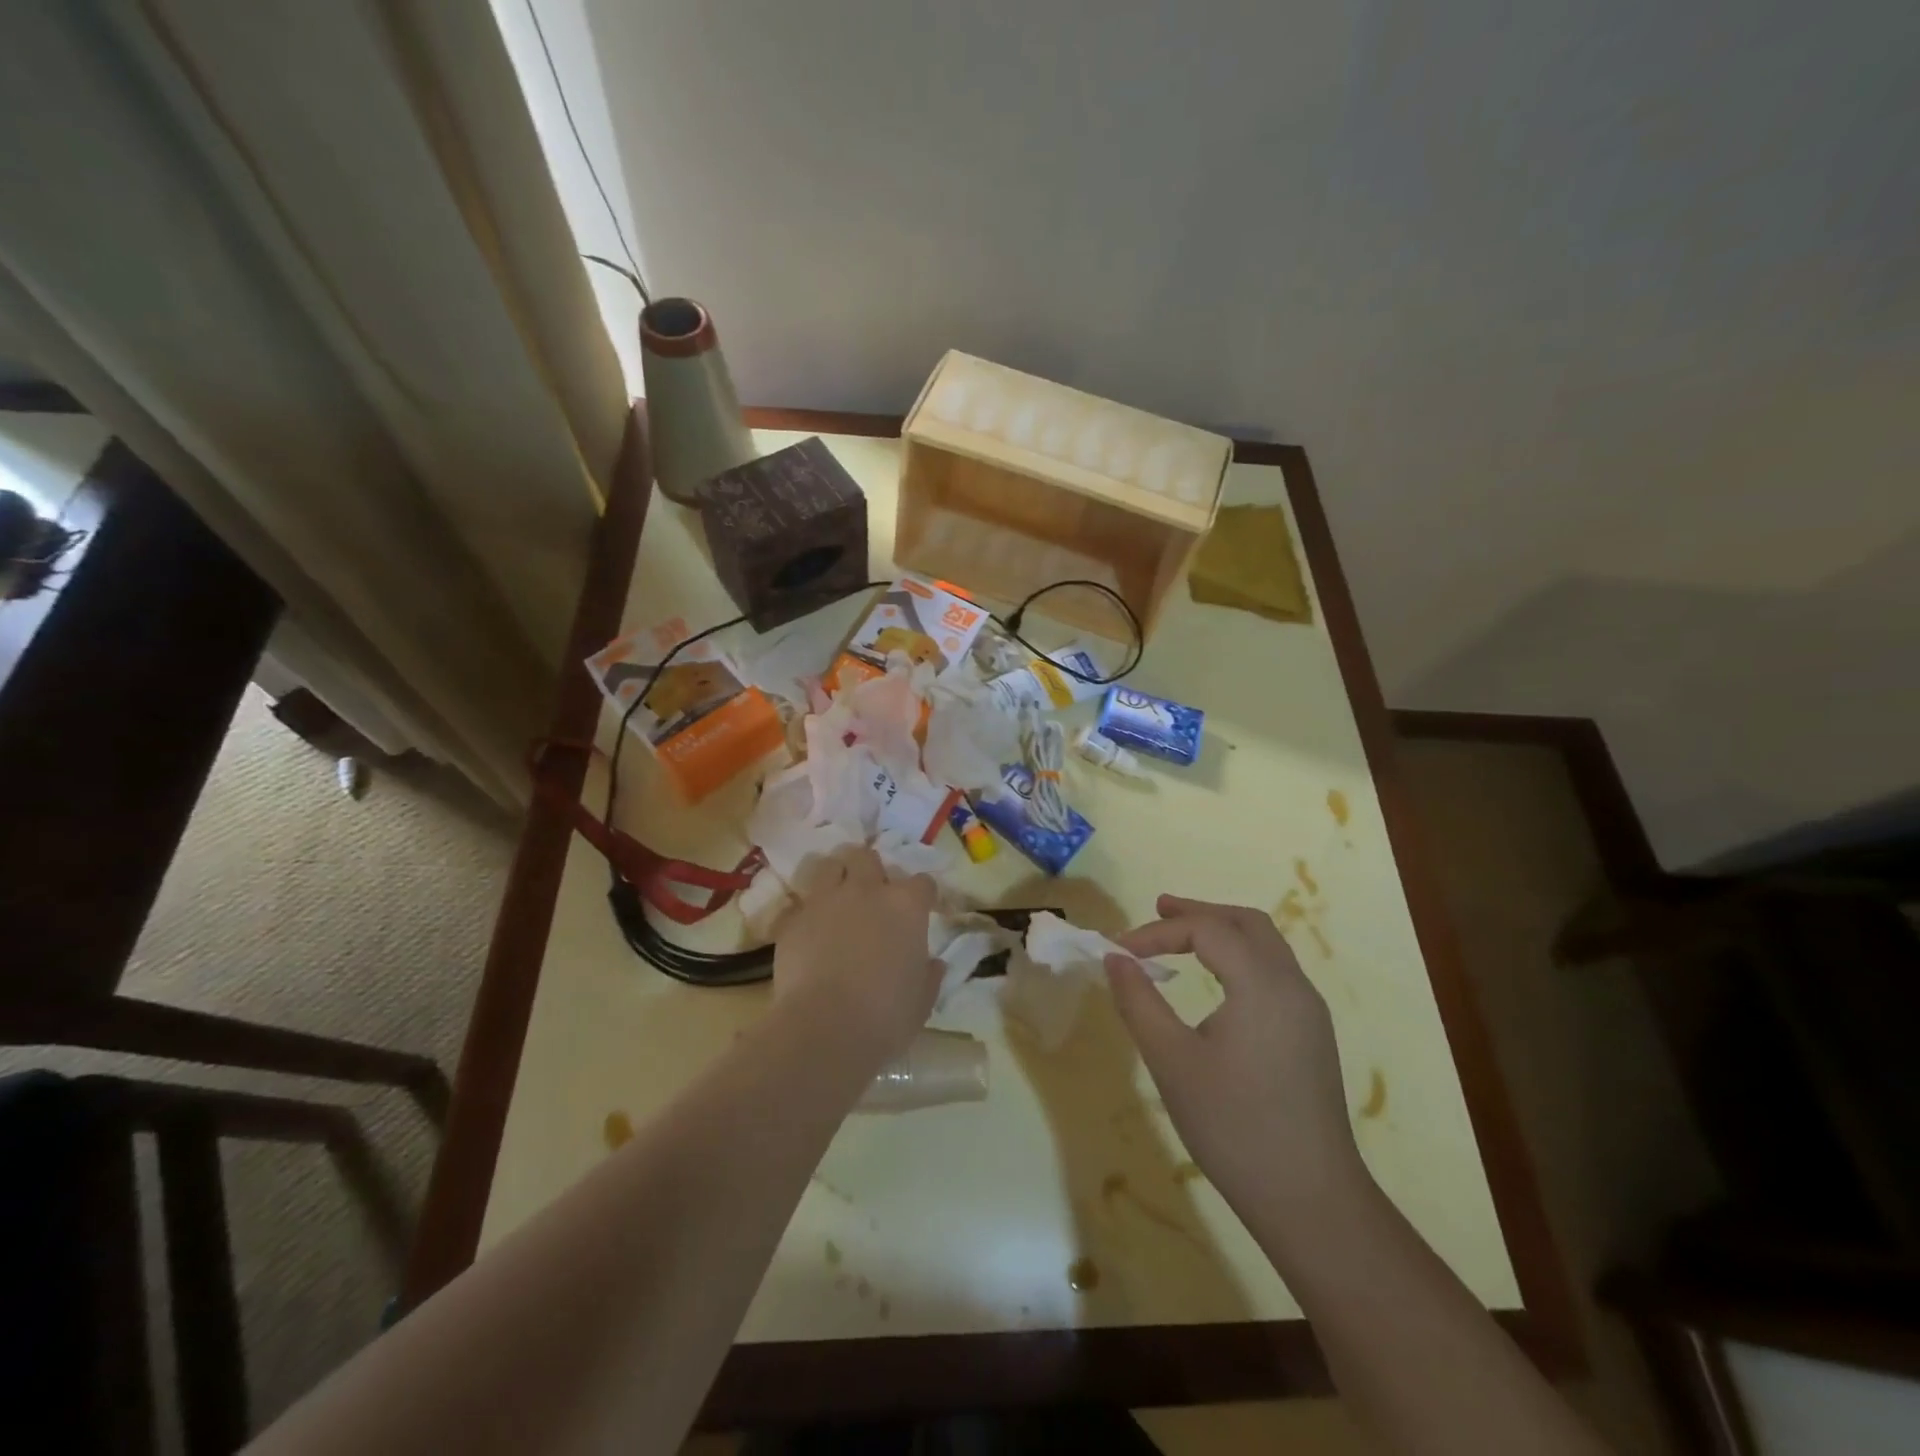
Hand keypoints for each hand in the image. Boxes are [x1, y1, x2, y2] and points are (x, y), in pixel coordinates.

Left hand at [772, 845, 940, 1069]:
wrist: (823, 1029)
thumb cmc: (885, 1016)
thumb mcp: (922, 1001)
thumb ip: (929, 975)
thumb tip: (934, 964)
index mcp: (905, 906)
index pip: (922, 882)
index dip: (922, 896)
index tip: (921, 911)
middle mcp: (866, 891)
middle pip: (868, 858)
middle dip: (872, 871)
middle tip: (873, 896)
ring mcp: (825, 900)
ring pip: (830, 866)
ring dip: (837, 877)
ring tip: (838, 900)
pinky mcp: (794, 918)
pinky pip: (802, 903)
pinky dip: (808, 912)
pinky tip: (810, 931)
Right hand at [1106, 894, 1366, 1234]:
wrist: (1311, 1201)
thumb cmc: (1234, 1127)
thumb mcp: (1172, 1062)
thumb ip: (1139, 1002)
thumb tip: (1114, 958)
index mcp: (1262, 985)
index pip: (1206, 930)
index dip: (1157, 932)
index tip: (1119, 951)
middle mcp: (1293, 986)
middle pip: (1246, 923)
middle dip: (1198, 912)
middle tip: (1157, 911)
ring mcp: (1308, 1011)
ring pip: (1265, 945)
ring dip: (1221, 932)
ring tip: (1181, 936)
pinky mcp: (1311, 1035)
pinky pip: (1274, 972)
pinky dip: (1239, 957)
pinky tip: (1215, 981)